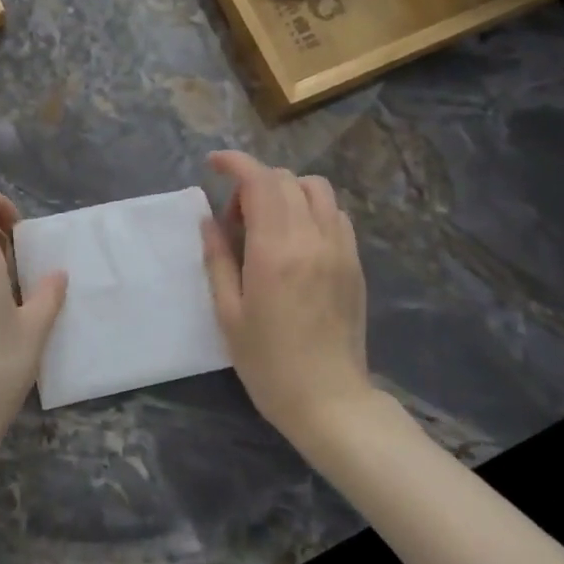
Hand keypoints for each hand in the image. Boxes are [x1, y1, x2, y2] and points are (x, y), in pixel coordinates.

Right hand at [201, 150, 372, 448]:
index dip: (235, 163)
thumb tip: (209, 220)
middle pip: (286, 179)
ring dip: (286, 191)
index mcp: (275, 251)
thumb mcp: (228, 313)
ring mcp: (339, 248)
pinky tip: (295, 239)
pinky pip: (335, 214)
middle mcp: (312, 239)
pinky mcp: (354, 262)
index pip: (259, 181)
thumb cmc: (268, 362)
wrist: (329, 400)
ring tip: (267, 222)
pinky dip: (311, 209)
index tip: (214, 164)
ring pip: (316, 189)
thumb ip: (217, 258)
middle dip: (254, 183)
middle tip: (234, 218)